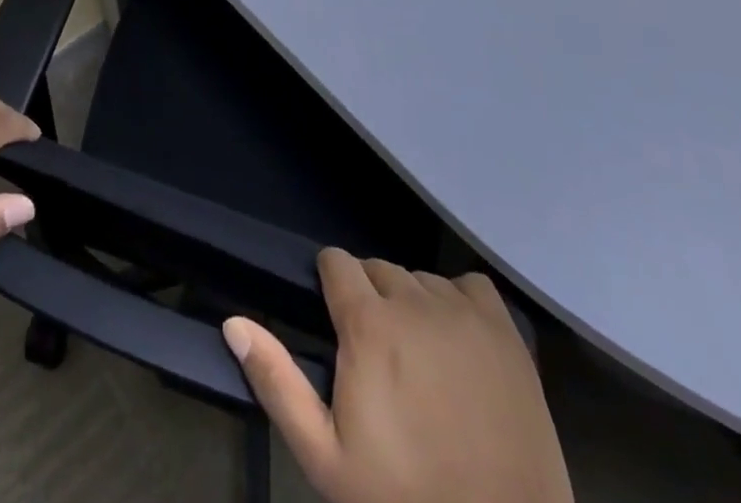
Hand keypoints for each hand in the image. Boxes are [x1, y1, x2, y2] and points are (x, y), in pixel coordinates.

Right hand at [224, 251, 572, 502]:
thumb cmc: (405, 502)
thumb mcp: (326, 458)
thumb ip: (277, 383)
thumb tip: (234, 322)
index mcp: (368, 323)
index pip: (337, 262)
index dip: (330, 286)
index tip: (336, 324)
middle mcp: (414, 300)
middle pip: (378, 268)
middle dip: (369, 297)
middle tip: (377, 355)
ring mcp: (464, 312)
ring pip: (421, 278)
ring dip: (412, 303)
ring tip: (419, 357)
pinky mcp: (506, 331)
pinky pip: (469, 285)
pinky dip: (457, 302)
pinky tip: (458, 343)